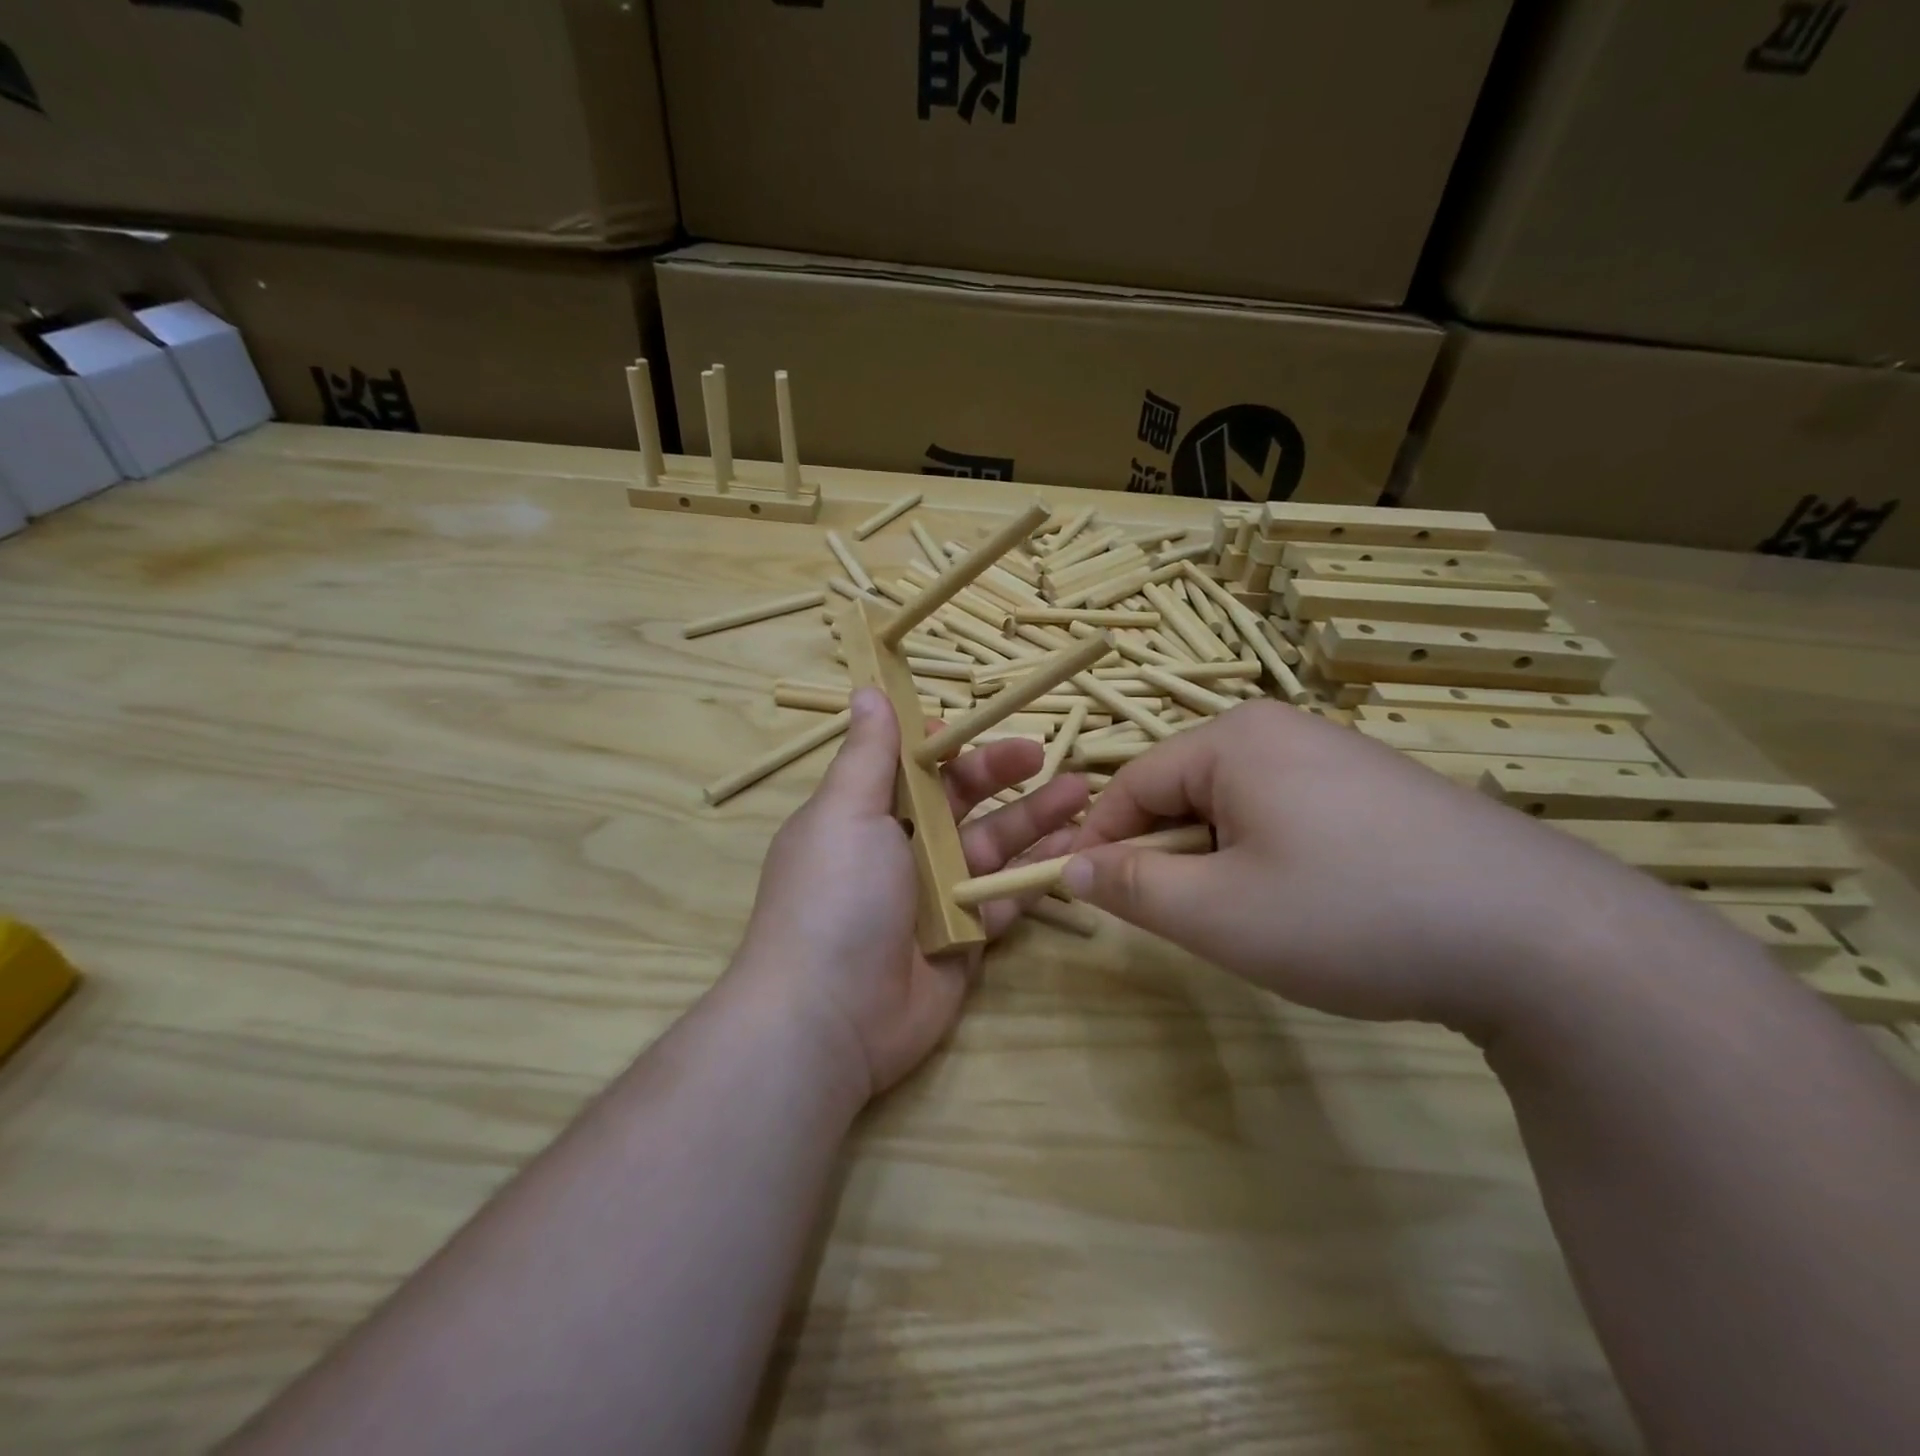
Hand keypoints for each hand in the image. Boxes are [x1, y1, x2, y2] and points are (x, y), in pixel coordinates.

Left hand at [734, 687, 1086, 1099]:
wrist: (830, 1018)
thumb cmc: (834, 897)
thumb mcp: (846, 813)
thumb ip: (868, 754)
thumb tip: (869, 691)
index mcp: (867, 813)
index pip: (912, 767)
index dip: (944, 745)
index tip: (976, 725)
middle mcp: (902, 848)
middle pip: (961, 801)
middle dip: (1002, 775)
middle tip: (1045, 755)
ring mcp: (938, 894)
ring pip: (993, 845)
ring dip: (1035, 818)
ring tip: (1083, 792)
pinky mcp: (968, 937)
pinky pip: (1008, 895)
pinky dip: (1039, 873)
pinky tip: (1076, 850)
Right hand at [1062, 701, 1673, 1032]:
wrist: (1546, 938)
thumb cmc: (1350, 914)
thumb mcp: (1218, 914)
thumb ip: (1131, 888)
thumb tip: (1071, 868)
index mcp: (1232, 740)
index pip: (1131, 784)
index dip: (1101, 843)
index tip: (1089, 898)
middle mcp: (1280, 730)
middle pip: (1184, 791)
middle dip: (1169, 857)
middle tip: (1189, 924)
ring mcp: (1335, 755)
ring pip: (1236, 807)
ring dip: (1221, 863)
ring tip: (1258, 921)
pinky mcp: (1376, 788)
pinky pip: (1288, 814)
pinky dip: (1272, 859)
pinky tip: (1315, 906)